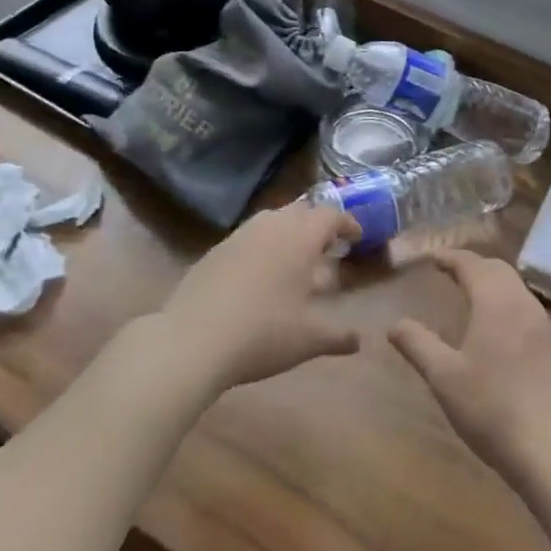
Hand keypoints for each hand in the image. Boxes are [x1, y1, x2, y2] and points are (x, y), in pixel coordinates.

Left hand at [159, 201, 362, 391]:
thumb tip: (358, 340)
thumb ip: (337, 336)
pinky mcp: (215, 250)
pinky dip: (262, 245)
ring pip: (272, 219)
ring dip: (288, 231)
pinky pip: (248, 236)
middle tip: (326, 247)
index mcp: (300, 238)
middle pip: (301, 210)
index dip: (347, 223)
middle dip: (317, 224)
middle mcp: (271, 226)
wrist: (192, 340)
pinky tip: (258, 275)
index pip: (330, 215)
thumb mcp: (308, 340)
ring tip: (294, 258)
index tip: (356, 237)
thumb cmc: (262, 334)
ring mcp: (240, 235)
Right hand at [389, 250, 550, 493]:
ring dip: (493, 284)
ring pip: (516, 289)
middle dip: (474, 266)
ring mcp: (544, 326)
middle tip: (451, 272)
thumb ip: (418, 345)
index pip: (472, 265)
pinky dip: (508, 304)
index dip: (451, 258)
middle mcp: (523, 304)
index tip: (434, 258)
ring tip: (472, 296)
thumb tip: (394, 324)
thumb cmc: (492, 408)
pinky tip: (500, 329)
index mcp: (495, 301)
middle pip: (498, 270)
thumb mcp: (444, 377)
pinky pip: (527, 310)